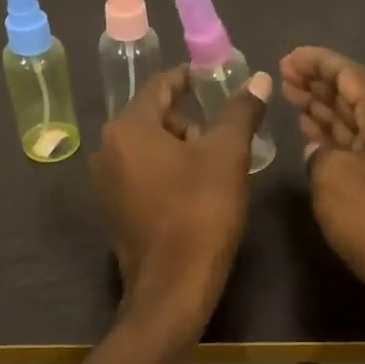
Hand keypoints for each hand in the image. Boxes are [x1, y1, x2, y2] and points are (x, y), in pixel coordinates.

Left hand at [92, 65, 271, 329]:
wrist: (173, 285)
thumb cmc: (201, 211)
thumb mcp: (227, 155)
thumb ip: (240, 112)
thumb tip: (257, 78)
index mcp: (128, 129)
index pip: (159, 85)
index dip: (188, 77)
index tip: (214, 78)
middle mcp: (107, 149)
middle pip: (153, 117)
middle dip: (189, 121)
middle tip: (222, 139)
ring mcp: (106, 182)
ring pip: (149, 147)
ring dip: (180, 148)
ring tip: (215, 170)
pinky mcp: (114, 209)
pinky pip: (142, 173)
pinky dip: (167, 172)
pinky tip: (195, 192)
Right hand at [280, 46, 364, 327]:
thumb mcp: (332, 177)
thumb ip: (319, 152)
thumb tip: (320, 150)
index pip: (349, 74)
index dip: (317, 62)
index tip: (287, 57)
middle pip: (353, 96)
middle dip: (318, 83)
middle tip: (283, 75)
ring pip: (353, 124)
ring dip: (324, 110)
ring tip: (292, 96)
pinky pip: (356, 150)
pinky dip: (332, 141)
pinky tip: (312, 137)